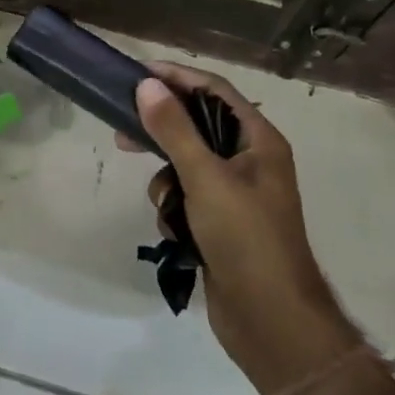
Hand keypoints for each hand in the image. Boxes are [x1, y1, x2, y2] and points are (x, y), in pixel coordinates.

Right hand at [125, 64, 361, 394]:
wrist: (271, 321)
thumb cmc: (245, 238)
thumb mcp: (205, 177)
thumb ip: (174, 129)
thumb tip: (148, 84)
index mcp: (258, 140)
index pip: (214, 90)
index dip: (178, 77)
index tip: (138, 73)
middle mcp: (249, 159)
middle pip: (197, 126)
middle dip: (162, 132)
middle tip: (122, 129)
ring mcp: (235, 193)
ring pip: (185, 165)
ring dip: (168, 182)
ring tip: (166, 205)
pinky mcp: (220, 222)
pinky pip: (186, 198)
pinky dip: (176, 210)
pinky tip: (177, 234)